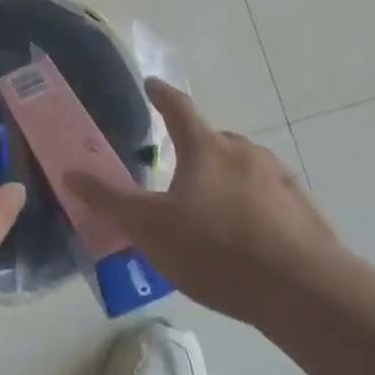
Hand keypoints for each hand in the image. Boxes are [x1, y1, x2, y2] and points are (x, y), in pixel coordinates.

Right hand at [69, 78, 342, 328]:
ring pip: (244, 169)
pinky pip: (271, 198)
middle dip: (195, 151)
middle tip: (180, 176)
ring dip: (227, 181)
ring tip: (214, 216)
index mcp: (206, 149)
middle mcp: (245, 153)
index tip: (151, 83)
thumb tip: (70, 173)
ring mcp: (280, 178)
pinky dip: (256, 208)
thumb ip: (110, 201)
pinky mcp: (305, 209)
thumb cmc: (216, 251)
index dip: (161, 94)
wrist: (304, 291)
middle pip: (213, 141)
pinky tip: (251, 241)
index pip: (178, 108)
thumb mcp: (151, 229)